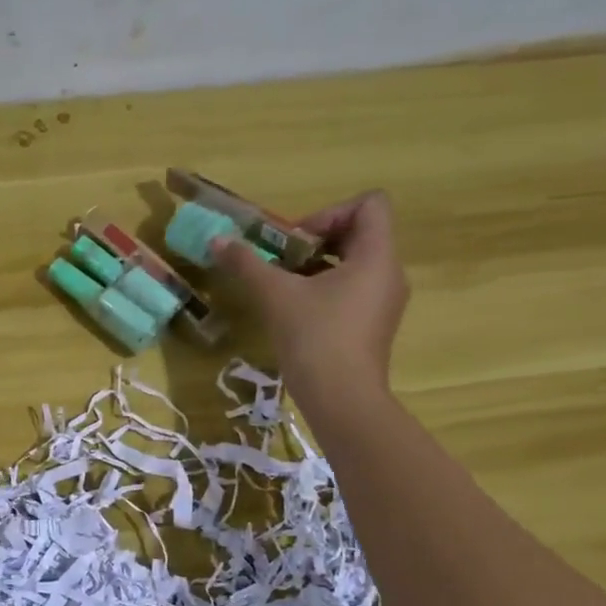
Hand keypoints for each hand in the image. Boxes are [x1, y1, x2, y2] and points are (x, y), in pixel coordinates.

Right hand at [210, 190, 408, 402]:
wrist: (341, 400)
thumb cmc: (315, 337)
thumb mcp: (275, 295)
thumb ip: (246, 262)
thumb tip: (216, 239)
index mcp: (376, 256)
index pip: (370, 204)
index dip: (330, 212)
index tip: (296, 240)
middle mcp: (389, 273)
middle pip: (359, 233)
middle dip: (315, 240)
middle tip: (281, 261)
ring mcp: (384, 302)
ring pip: (353, 264)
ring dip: (316, 266)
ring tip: (282, 286)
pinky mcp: (373, 326)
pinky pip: (352, 290)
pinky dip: (325, 290)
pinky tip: (294, 311)